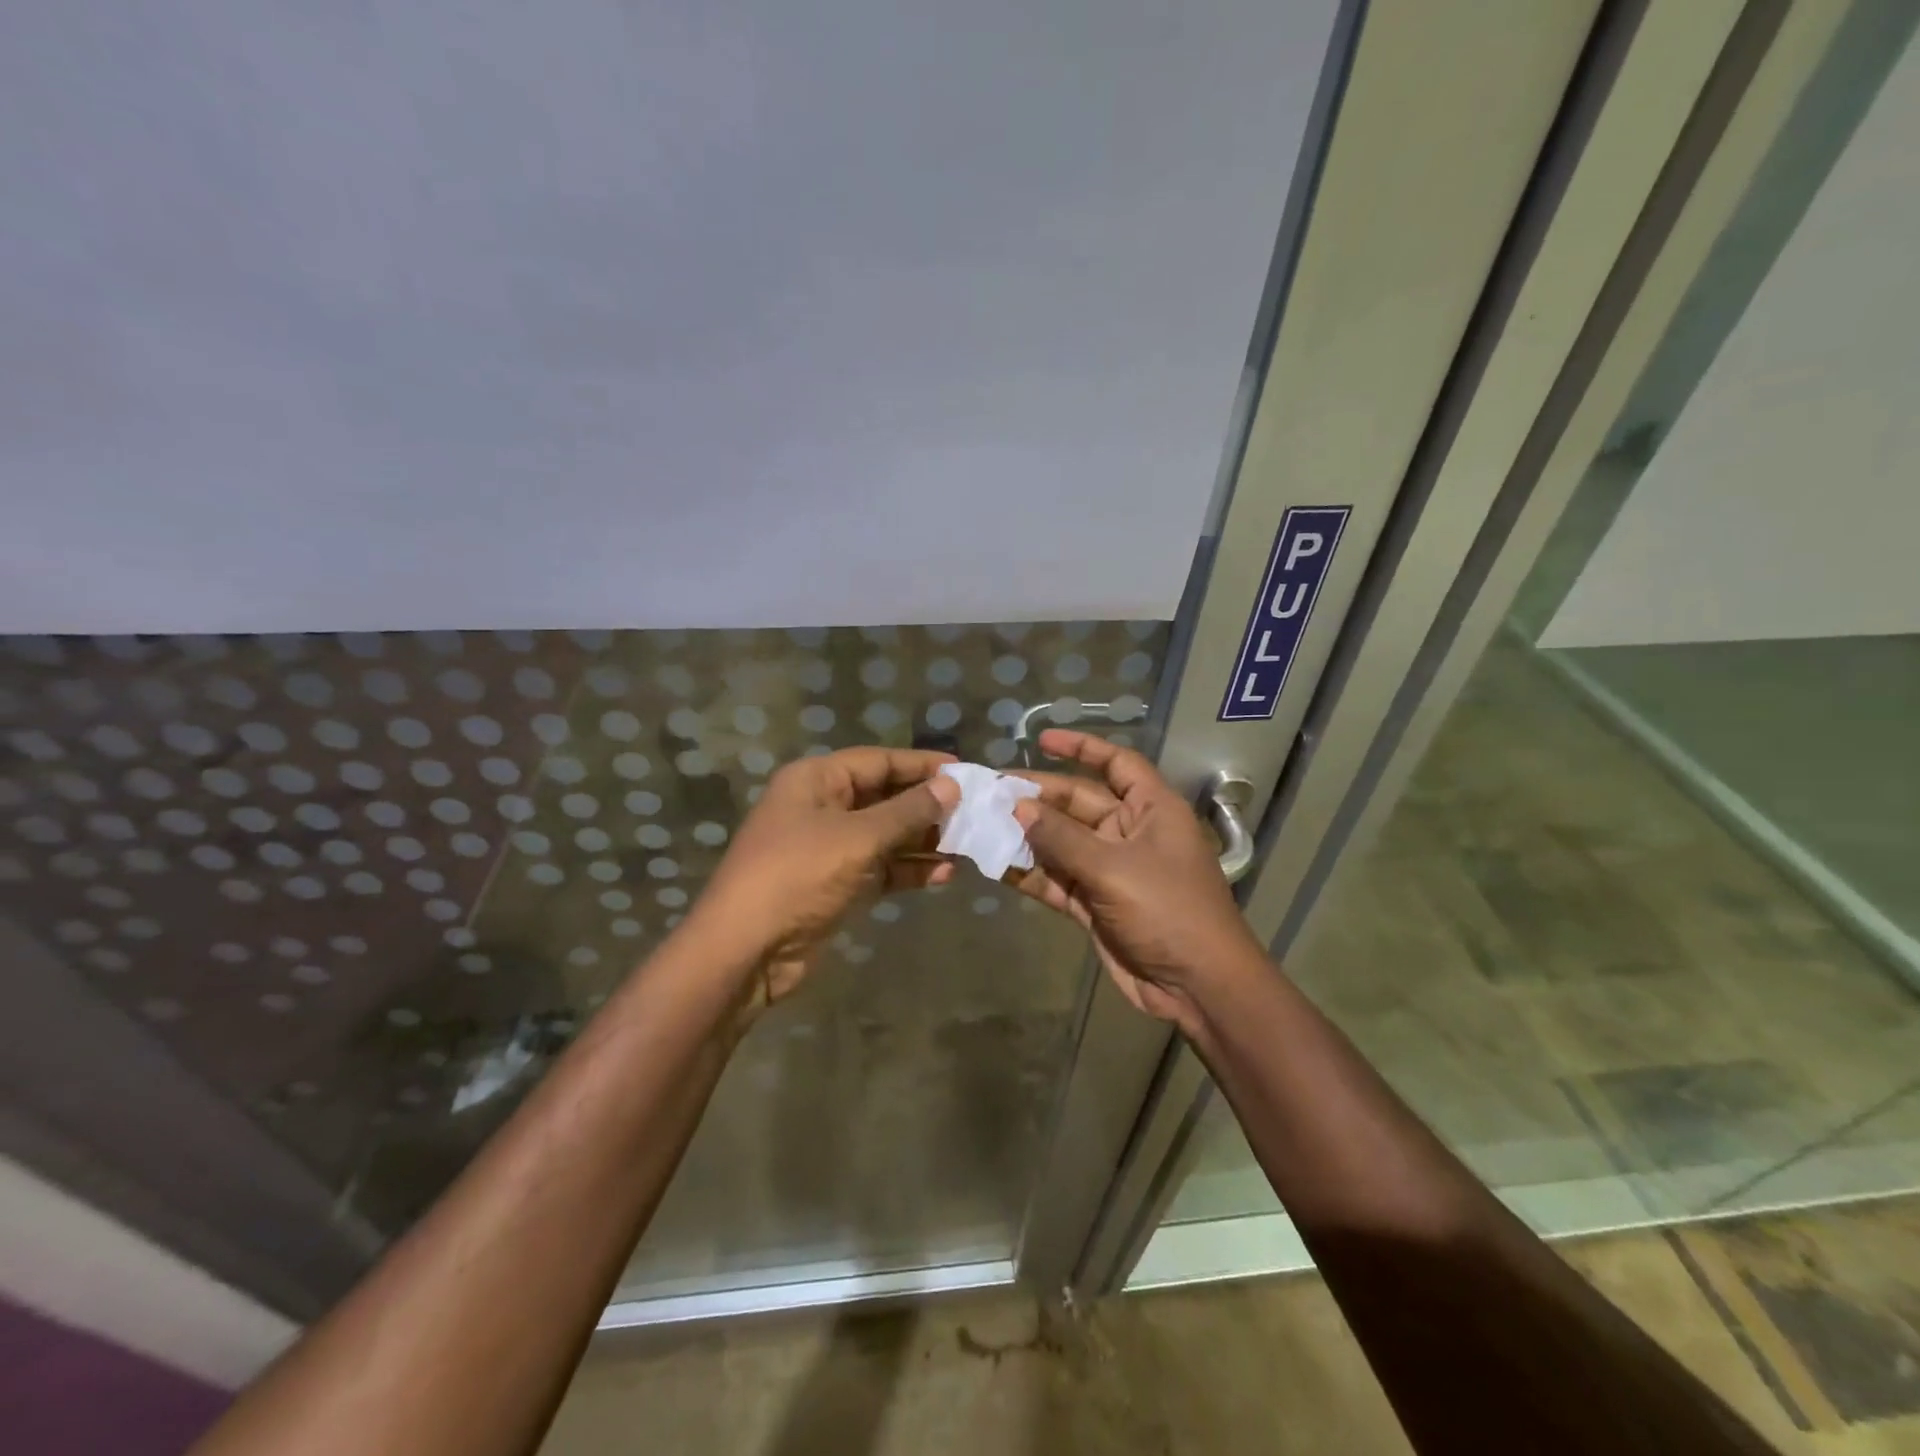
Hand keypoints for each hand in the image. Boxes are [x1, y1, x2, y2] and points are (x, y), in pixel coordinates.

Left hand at [691, 746, 959, 1015]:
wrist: (746, 950)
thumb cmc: (799, 876)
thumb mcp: (858, 837)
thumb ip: (907, 811)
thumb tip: (950, 787)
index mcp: (816, 780)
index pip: (878, 761)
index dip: (922, 765)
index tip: (965, 771)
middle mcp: (822, 807)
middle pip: (885, 797)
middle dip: (927, 806)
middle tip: (975, 811)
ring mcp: (829, 849)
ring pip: (887, 835)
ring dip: (924, 841)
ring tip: (969, 844)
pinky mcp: (837, 885)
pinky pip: (881, 868)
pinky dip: (909, 871)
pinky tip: (946, 875)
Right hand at [1011, 729, 1265, 1032]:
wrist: (1198, 987)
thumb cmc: (1168, 910)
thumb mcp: (1114, 868)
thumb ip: (1063, 838)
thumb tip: (1019, 807)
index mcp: (1152, 809)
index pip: (1117, 764)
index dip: (1082, 748)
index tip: (1041, 740)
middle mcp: (1130, 832)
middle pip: (1079, 803)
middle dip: (1038, 798)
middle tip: (992, 793)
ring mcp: (1112, 870)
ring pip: (1062, 843)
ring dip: (1028, 836)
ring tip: (983, 825)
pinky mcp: (1096, 904)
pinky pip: (1058, 880)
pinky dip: (1031, 874)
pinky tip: (997, 866)